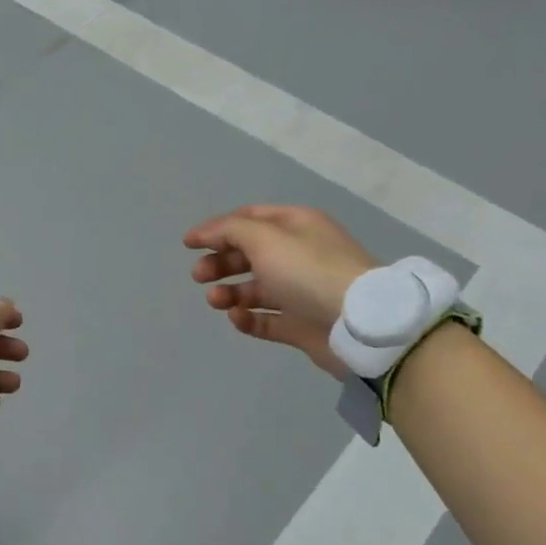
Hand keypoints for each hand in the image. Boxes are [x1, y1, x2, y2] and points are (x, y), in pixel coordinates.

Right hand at [184, 205, 377, 375]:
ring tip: (215, 301)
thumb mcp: (265, 238)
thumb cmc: (308, 270)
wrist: (357, 323)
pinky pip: (268, 320)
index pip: (250, 219)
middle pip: (250, 254)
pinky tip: (236, 318)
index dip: (217, 228)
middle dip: (221, 262)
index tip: (188, 244)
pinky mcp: (302, 325)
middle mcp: (300, 254)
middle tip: (198, 276)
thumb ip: (229, 231)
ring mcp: (302, 292)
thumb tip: (205, 233)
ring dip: (230, 292)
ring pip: (256, 288)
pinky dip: (248, 319)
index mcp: (296, 225)